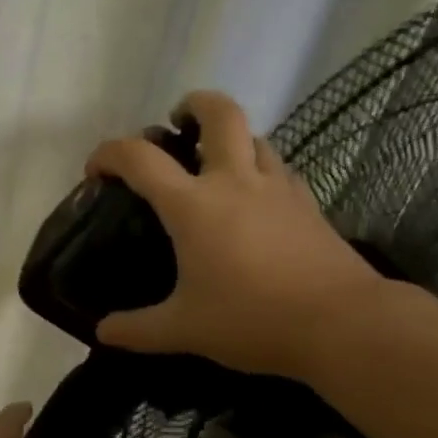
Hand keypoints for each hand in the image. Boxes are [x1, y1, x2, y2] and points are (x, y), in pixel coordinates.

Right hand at [86, 90, 379, 377]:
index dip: (110, 153)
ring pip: (255, 136)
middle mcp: (235, 182)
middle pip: (219, 113)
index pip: (141, 158)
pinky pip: (279, 169)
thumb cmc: (251, 319)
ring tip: (214, 163)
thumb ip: (137, 329)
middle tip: (177, 123)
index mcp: (193, 205)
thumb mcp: (183, 329)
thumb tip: (102, 332)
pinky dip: (260, 169)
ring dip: (230, 137)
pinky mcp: (308, 204)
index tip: (96, 171)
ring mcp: (278, 188)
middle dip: (193, 105)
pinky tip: (255, 198)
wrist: (341, 323)